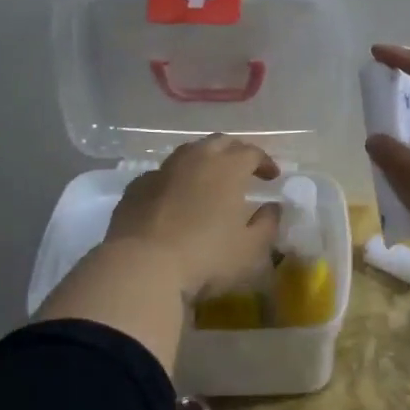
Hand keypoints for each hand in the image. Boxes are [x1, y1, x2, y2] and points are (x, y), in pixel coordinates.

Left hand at [105, 135, 281, 298]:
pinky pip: (162, 174)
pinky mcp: (137, 187)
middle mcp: (195, 159)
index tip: (272, 177)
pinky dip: (175, 179)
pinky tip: (175, 197)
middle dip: (235, 152)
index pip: (251, 152)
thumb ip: (267, 225)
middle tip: (243, 169)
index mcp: (227, 168)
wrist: (140, 267)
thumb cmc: (204, 257)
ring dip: (204, 160)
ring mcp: (162, 171)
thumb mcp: (250, 250)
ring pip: (188, 152)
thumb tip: (272, 208)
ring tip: (209, 179)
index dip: (265, 161)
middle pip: (219, 142)